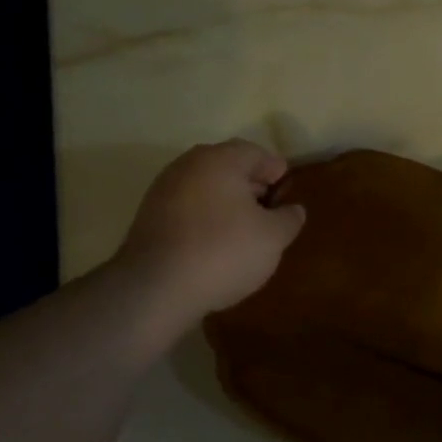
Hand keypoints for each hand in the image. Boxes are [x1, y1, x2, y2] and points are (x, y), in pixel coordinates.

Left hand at [112, 140, 306, 320]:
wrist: (156, 287)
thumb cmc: (224, 251)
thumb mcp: (273, 237)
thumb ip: (289, 218)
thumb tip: (293, 209)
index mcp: (220, 160)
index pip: (256, 153)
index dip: (276, 170)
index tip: (287, 192)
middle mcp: (188, 165)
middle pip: (227, 166)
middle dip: (251, 185)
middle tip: (269, 210)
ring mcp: (163, 190)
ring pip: (205, 187)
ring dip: (227, 202)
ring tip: (244, 230)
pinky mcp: (148, 216)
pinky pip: (187, 207)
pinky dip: (205, 217)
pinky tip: (216, 243)